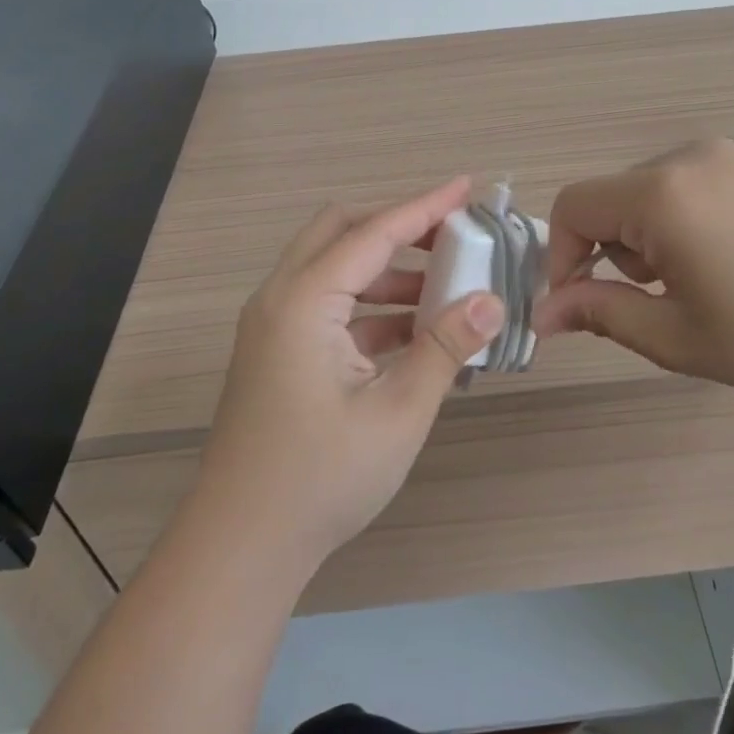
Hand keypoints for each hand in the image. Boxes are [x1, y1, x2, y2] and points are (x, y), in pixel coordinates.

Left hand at [193, 177, 505, 575]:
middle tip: (452, 235)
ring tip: (446, 288)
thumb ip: (446, 346)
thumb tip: (492, 301)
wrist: (242, 546)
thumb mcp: (398, 410)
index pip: (373, 233)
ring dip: (387, 271)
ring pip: (334, 270)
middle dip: (398, 227)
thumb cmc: (321, 477)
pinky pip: (329, 308)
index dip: (424, 207)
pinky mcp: (278, 354)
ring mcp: (274, 328)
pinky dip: (371, 307)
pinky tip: (416, 333)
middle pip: (341, 232)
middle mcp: (280, 300)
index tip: (467, 187)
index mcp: (303, 301)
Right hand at [533, 139, 733, 414]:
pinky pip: (692, 182)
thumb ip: (600, 314)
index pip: (572, 206)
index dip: (561, 256)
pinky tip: (732, 257)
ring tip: (699, 282)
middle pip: (612, 197)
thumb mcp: (676, 337)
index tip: (580, 304)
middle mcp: (688, 156)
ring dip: (649, 235)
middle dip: (612, 250)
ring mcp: (730, 153)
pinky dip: (685, 218)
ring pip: (651, 190)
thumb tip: (544, 313)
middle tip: (657, 301)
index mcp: (661, 194)